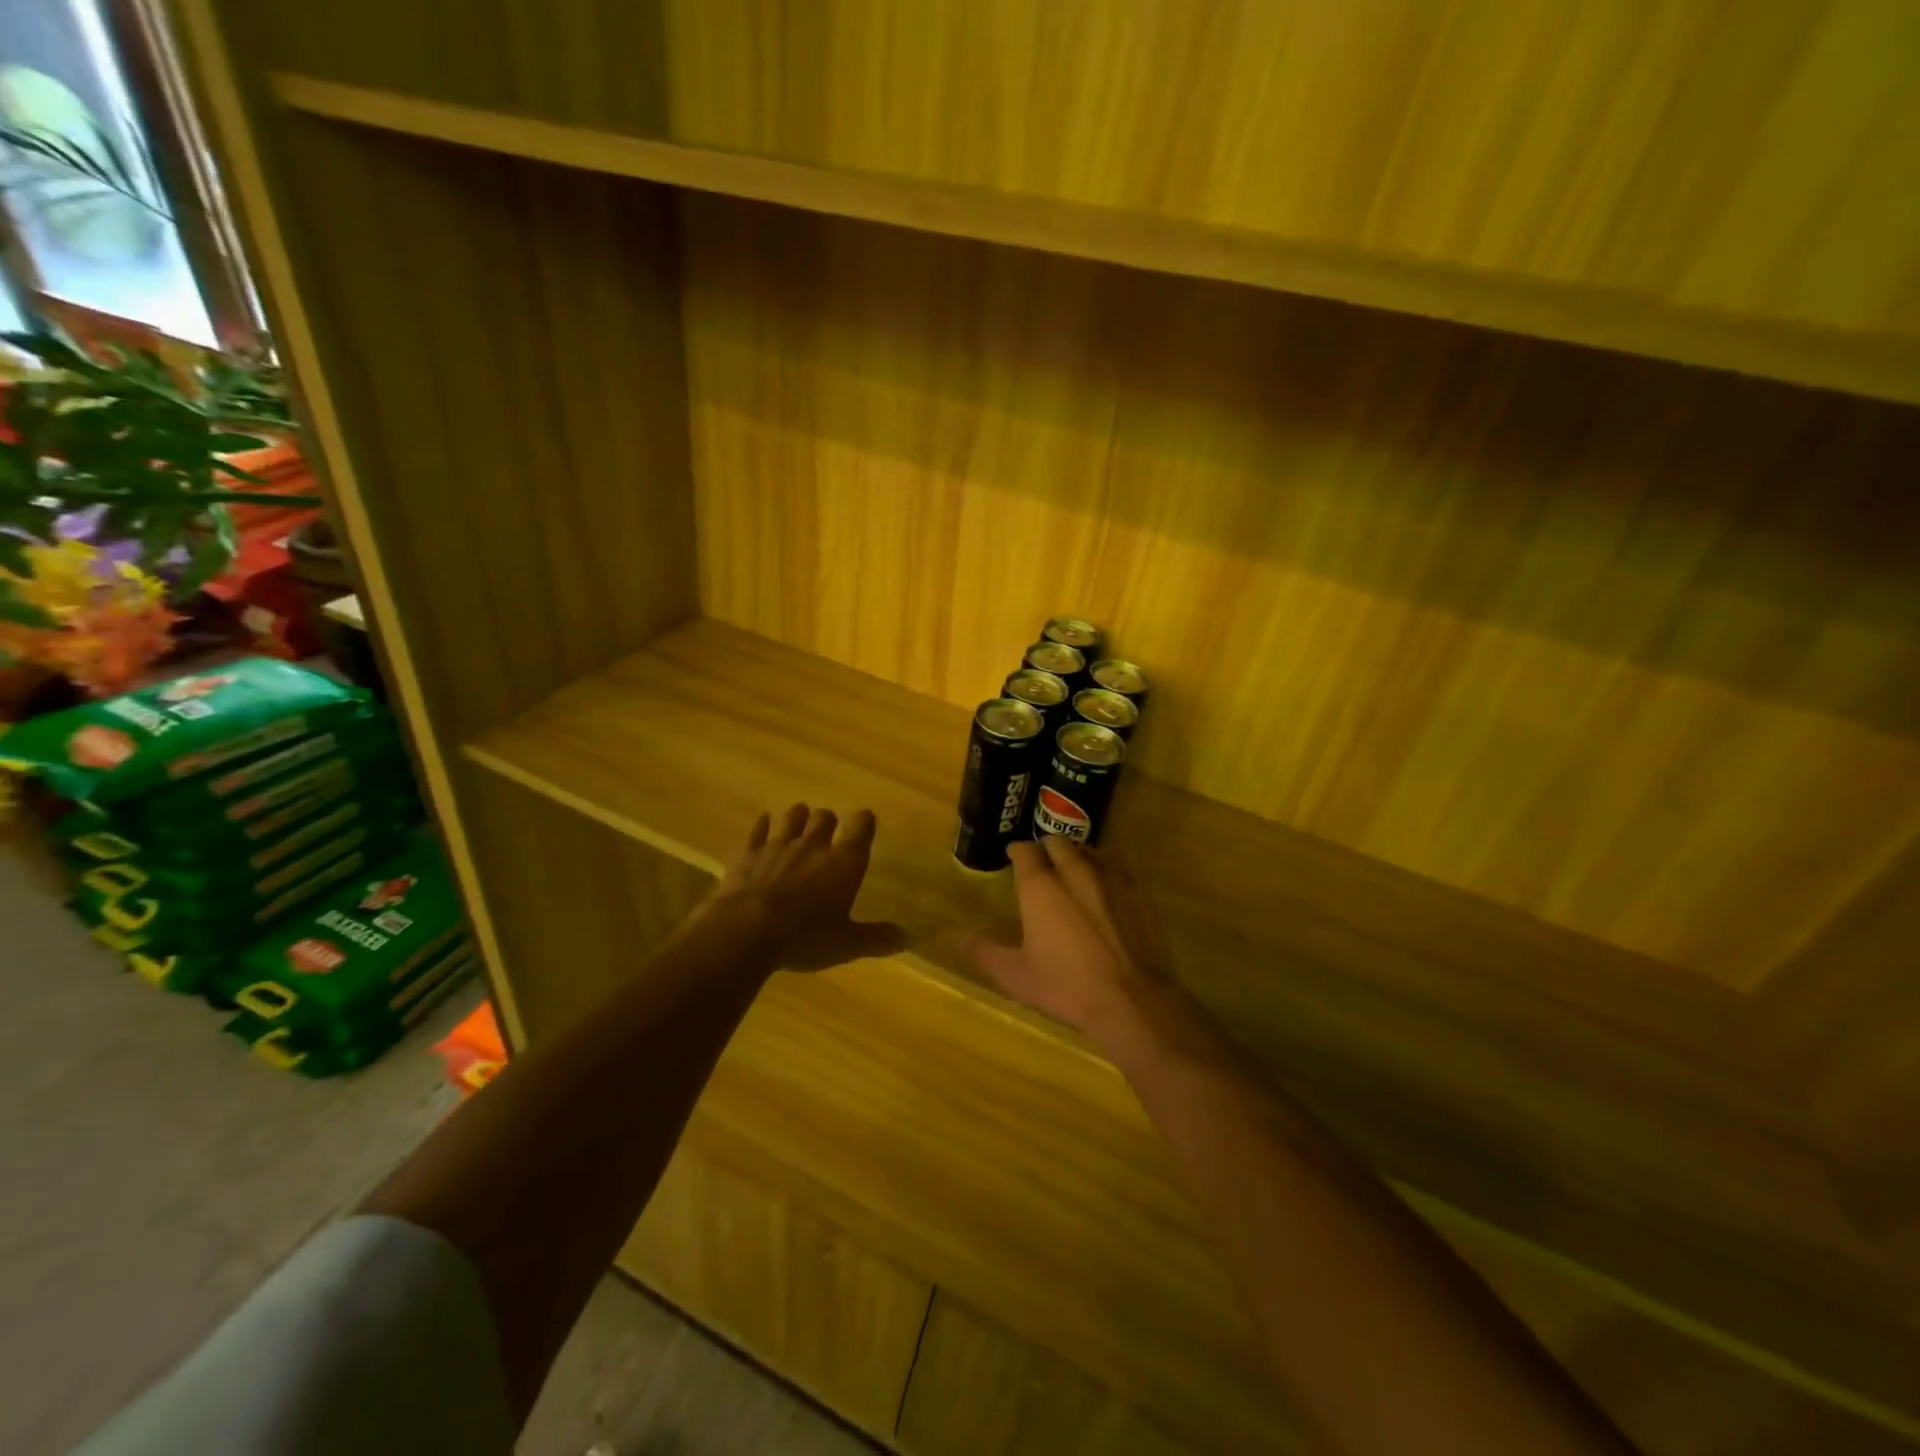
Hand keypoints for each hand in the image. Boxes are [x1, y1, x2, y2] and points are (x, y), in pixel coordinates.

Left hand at [696, 804, 906, 971]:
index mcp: (844, 861)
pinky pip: (759, 828)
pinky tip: (764, 828)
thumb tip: (908, 938)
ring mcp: (779, 844)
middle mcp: (814, 844)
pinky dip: (763, 826)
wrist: (746, 931)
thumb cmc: (805, 937)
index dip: (864, 822)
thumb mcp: (846, 944)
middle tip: (827, 837)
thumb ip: (877, 938)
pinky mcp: (749, 852)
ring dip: (798, 819)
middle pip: (825, 816)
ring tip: (798, 829)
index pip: (862, 825)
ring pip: (793, 815)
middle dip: (828, 822)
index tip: (864, 825)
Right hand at [964, 838, 1168, 1035]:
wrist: (1132, 1000)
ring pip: (1090, 850)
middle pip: (1058, 842)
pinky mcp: (1139, 892)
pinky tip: (1106, 888)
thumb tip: (957, 937)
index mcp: (1041, 886)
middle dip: (1047, 847)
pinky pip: (1118, 867)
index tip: (1013, 856)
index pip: (1025, 850)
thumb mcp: (1017, 975)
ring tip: (1073, 870)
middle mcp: (1075, 871)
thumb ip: (985, 951)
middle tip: (1042, 863)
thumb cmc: (1067, 986)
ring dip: (1077, 854)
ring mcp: (1111, 878)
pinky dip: (1106, 870)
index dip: (1017, 850)